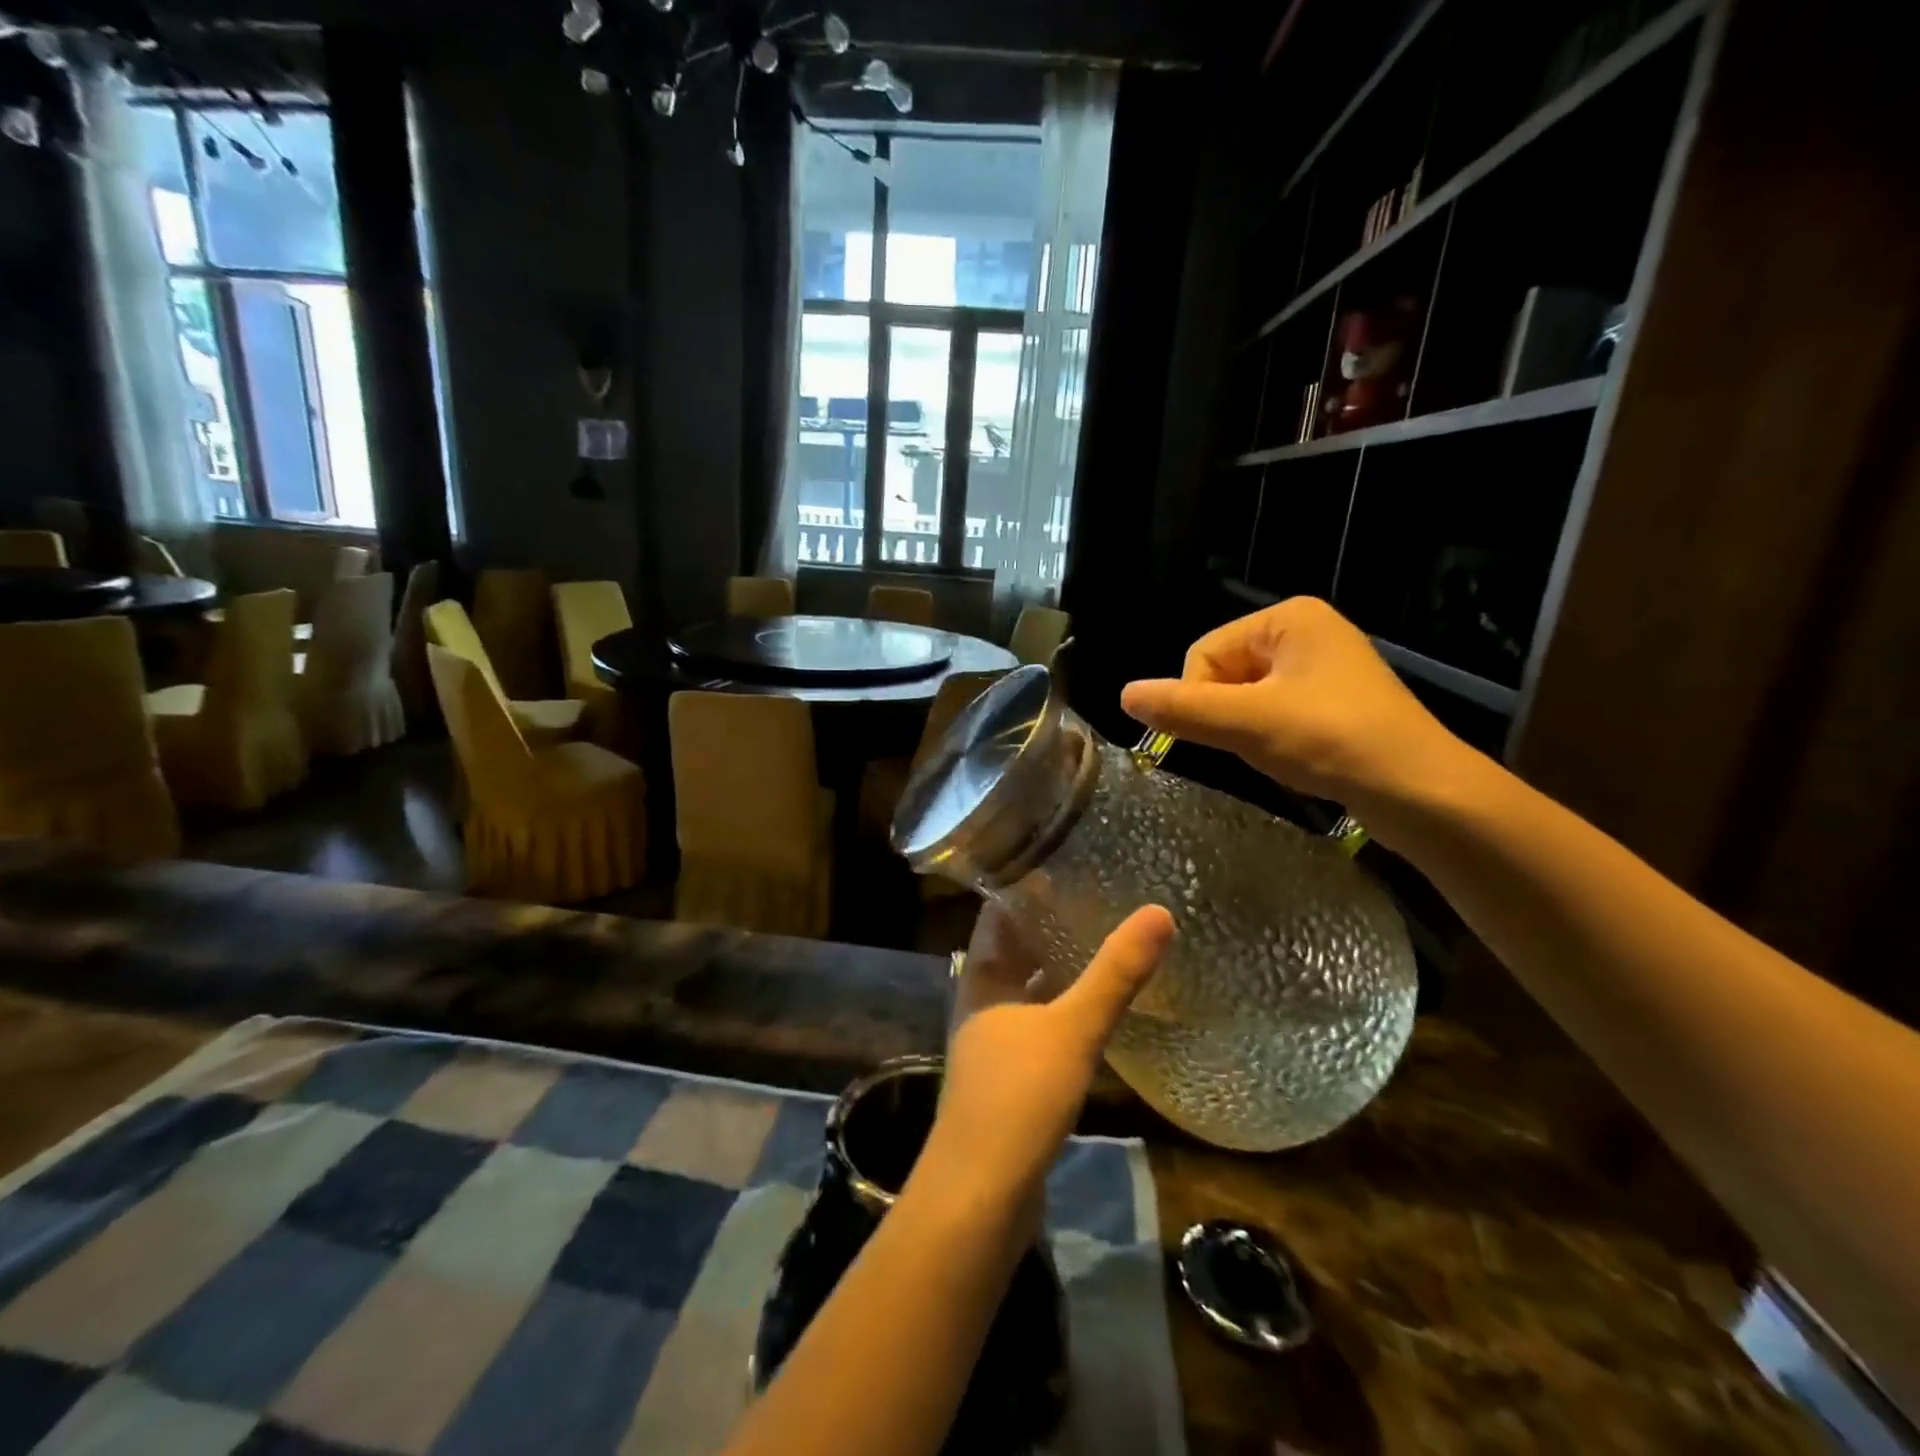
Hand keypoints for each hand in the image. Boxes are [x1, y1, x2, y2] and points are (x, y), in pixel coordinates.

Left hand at [922, 904, 1174, 1217]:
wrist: (980, 1196)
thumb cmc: (1017, 1097)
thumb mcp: (1072, 1028)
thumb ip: (1115, 974)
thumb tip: (1159, 912)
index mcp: (981, 978)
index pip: (997, 914)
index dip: (1025, 887)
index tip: (1066, 863)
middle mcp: (981, 1004)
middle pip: (1015, 951)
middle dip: (1051, 927)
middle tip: (1100, 899)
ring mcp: (994, 1044)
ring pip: (1029, 991)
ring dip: (1060, 970)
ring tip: (1106, 945)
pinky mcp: (1010, 1080)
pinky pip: (1040, 1028)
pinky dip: (1064, 1012)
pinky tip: (1097, 1013)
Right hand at [1120, 597, 1471, 815]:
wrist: (1422, 792)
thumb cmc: (1332, 741)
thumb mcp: (1248, 723)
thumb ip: (1182, 708)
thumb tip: (1124, 695)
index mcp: (1288, 617)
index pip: (1203, 652)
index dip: (1200, 697)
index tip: (1226, 732)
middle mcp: (1306, 631)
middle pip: (1224, 672)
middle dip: (1228, 712)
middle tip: (1257, 743)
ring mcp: (1324, 667)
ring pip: (1247, 696)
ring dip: (1247, 728)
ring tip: (1280, 751)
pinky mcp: (1335, 702)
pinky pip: (1275, 710)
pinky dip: (1271, 736)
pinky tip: (1295, 757)